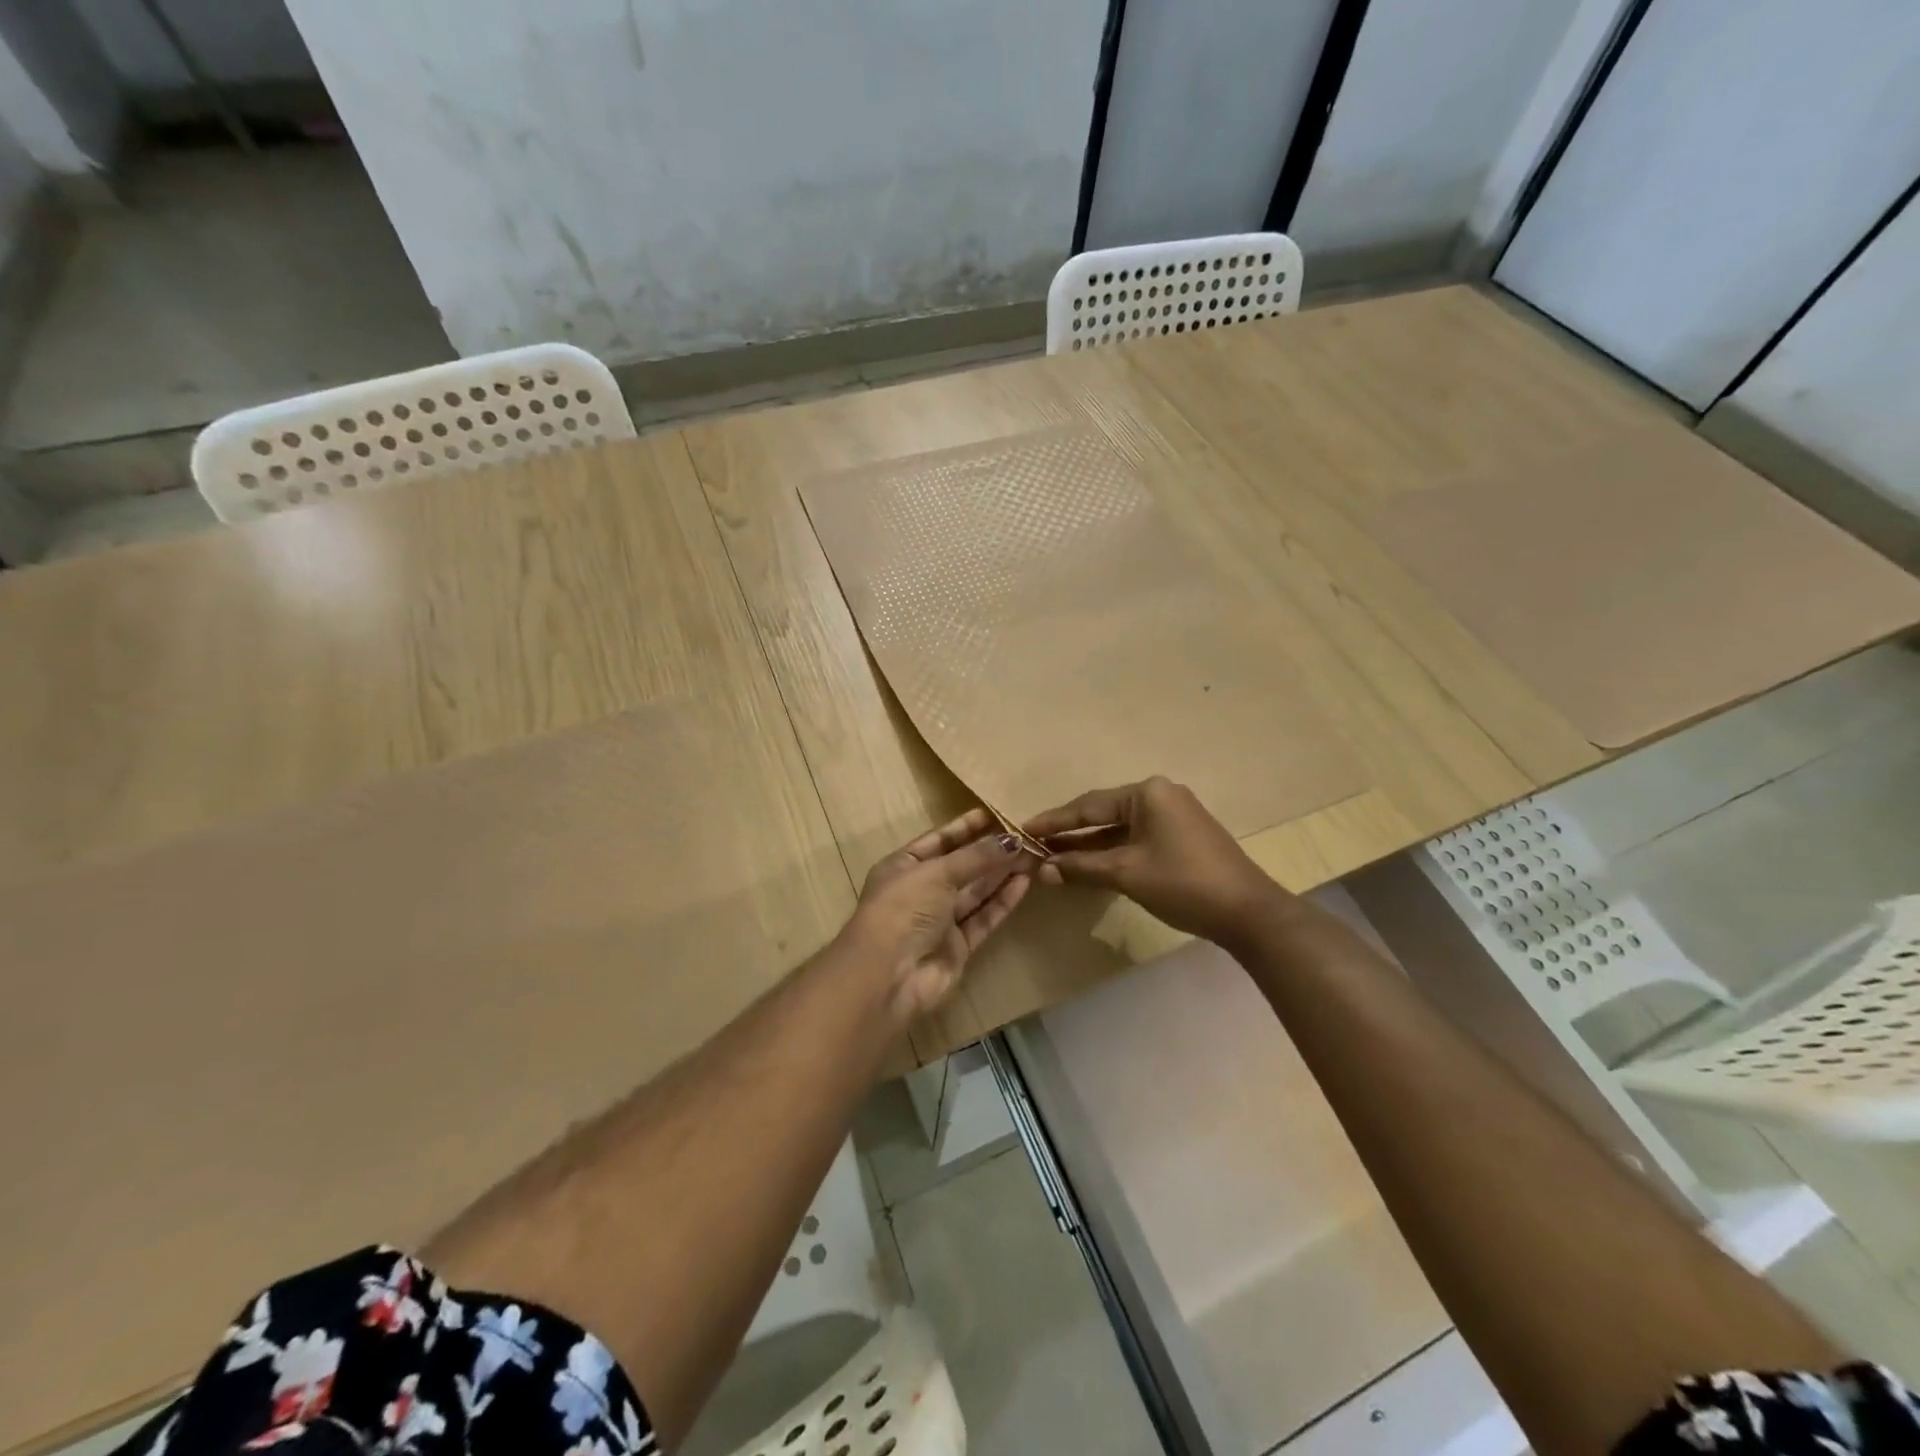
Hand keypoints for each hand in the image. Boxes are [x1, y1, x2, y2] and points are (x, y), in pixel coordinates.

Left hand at [844, 809, 1032, 1021]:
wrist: (889, 975)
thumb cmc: (903, 909)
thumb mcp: (936, 873)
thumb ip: (975, 857)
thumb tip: (1011, 840)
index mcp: (903, 866)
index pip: (938, 840)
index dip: (965, 828)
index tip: (994, 815)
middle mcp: (920, 891)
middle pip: (960, 866)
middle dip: (990, 852)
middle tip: (1024, 837)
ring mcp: (939, 921)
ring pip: (975, 892)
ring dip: (1001, 874)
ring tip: (1032, 856)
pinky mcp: (958, 947)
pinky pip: (983, 917)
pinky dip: (1002, 901)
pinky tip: (1023, 883)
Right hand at [1026, 777, 1290, 946]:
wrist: (1248, 912)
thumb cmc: (1183, 883)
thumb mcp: (1126, 873)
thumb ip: (1081, 867)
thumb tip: (1041, 869)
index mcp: (1147, 793)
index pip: (1089, 805)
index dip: (1054, 821)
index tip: (1024, 829)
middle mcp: (1160, 795)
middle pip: (1103, 813)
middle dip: (1070, 833)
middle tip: (1035, 845)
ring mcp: (1173, 815)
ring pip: (1119, 828)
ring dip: (1090, 845)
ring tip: (1054, 857)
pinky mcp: (1181, 837)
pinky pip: (1136, 838)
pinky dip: (1112, 851)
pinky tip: (1089, 864)